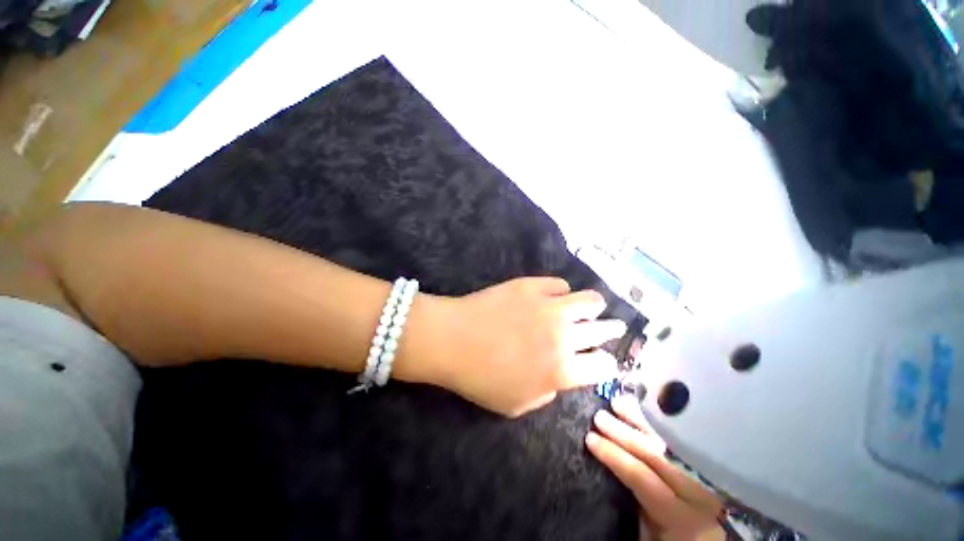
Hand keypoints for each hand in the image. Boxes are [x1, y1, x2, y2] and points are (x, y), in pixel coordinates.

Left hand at [431, 277, 625, 416]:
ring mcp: (549, 306)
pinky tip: (553, 296)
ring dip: (594, 307)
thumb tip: (559, 376)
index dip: (607, 364)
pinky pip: (559, 284)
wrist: (452, 339)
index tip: (603, 360)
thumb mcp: (517, 405)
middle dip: (610, 331)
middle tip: (610, 328)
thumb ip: (547, 393)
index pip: (604, 366)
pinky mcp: (532, 285)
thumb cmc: (480, 378)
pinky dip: (561, 291)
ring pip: (590, 300)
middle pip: (604, 330)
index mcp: (562, 370)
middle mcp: (564, 335)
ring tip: (590, 307)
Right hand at [587, 395, 724, 540]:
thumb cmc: (668, 539)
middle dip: (623, 433)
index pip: (642, 478)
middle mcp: (696, 494)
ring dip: (640, 420)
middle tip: (598, 417)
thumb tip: (604, 472)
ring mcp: (704, 479)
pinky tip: (644, 410)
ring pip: (670, 442)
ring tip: (618, 403)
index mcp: (680, 517)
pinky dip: (659, 424)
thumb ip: (634, 507)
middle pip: (655, 455)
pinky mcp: (707, 471)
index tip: (590, 439)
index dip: (614, 456)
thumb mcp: (647, 536)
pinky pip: (680, 442)